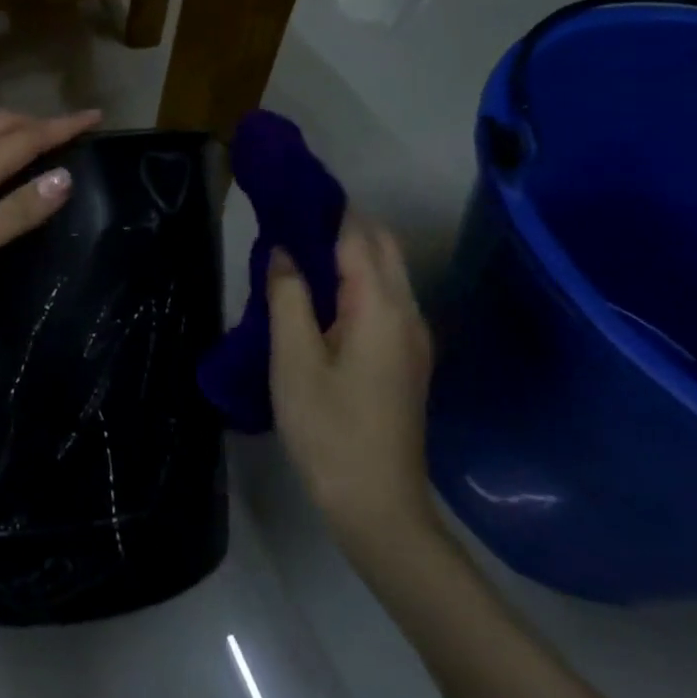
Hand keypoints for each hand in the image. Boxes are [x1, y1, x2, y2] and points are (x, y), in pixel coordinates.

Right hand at [269, 219, 438, 567]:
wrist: (378, 506)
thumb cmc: (329, 430)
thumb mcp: (294, 360)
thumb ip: (289, 297)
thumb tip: (284, 252)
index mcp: (381, 307)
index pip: (358, 235)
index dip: (328, 208)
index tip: (292, 190)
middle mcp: (407, 312)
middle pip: (381, 246)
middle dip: (343, 222)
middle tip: (292, 215)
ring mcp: (412, 337)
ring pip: (387, 271)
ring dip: (351, 249)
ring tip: (300, 246)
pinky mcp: (407, 358)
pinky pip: (384, 297)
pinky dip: (357, 278)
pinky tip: (322, 291)